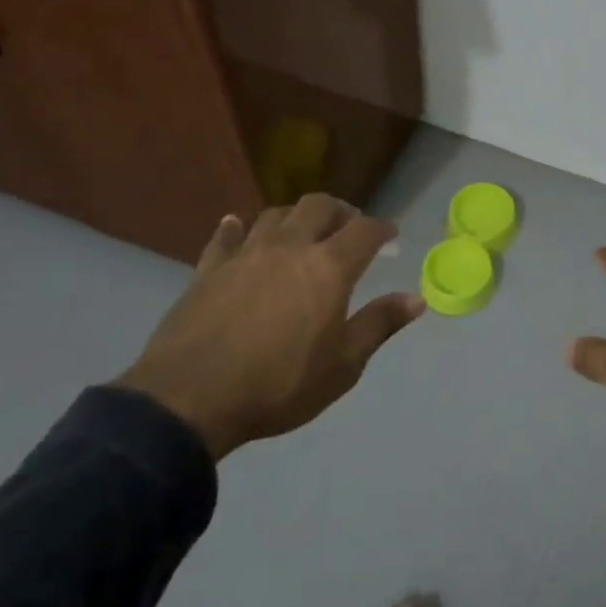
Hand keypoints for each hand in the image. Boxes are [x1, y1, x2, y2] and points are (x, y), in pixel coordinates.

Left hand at [117, 196, 423, 459]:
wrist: (189, 399)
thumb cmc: (279, 385)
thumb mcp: (343, 365)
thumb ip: (379, 325)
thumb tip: (416, 299)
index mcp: (328, 268)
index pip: (364, 230)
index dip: (382, 228)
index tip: (390, 236)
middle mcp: (289, 248)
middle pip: (318, 206)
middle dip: (340, 211)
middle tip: (349, 227)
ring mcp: (245, 254)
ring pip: (275, 214)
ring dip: (295, 217)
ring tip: (301, 232)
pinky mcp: (208, 268)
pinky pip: (226, 236)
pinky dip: (237, 228)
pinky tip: (237, 228)